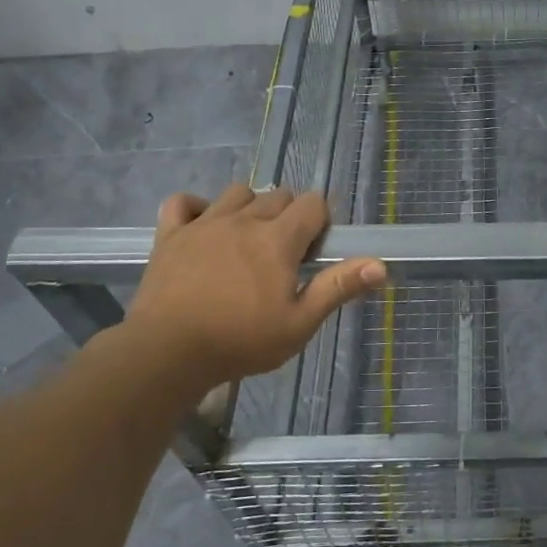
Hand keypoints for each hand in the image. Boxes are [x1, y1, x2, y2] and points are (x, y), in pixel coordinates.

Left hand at [123, 185, 385, 387]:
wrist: (166, 354)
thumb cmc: (240, 341)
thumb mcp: (299, 323)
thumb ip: (337, 288)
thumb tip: (380, 265)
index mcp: (278, 239)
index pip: (312, 203)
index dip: (320, 221)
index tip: (313, 251)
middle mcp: (244, 220)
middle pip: (277, 195)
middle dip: (289, 216)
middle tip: (283, 254)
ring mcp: (204, 223)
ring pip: (237, 192)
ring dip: (250, 207)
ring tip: (248, 240)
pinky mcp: (170, 235)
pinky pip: (183, 202)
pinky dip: (196, 208)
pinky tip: (203, 227)